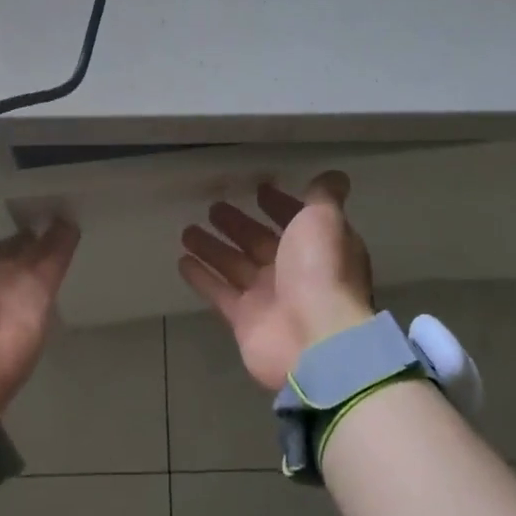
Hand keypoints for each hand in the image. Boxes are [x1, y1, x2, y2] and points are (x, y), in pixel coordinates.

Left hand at [0, 194, 79, 414]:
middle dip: (17, 232)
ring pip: (35, 251)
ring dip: (46, 230)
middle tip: (36, 203)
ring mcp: (17, 284)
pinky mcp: (45, 290)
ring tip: (60, 201)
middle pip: (7, 249)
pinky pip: (59, 257)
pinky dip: (67, 238)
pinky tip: (74, 213)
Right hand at [178, 171, 375, 390]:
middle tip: (213, 207)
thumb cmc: (321, 271)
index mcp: (317, 248)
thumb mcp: (325, 220)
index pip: (295, 220)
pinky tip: (182, 260)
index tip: (258, 190)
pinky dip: (201, 277)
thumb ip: (323, 196)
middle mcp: (293, 272)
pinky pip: (218, 292)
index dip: (279, 205)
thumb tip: (333, 175)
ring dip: (212, 247)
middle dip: (238, 224)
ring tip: (187, 230)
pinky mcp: (244, 320)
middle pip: (259, 242)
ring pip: (234, 264)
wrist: (315, 339)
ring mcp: (268, 297)